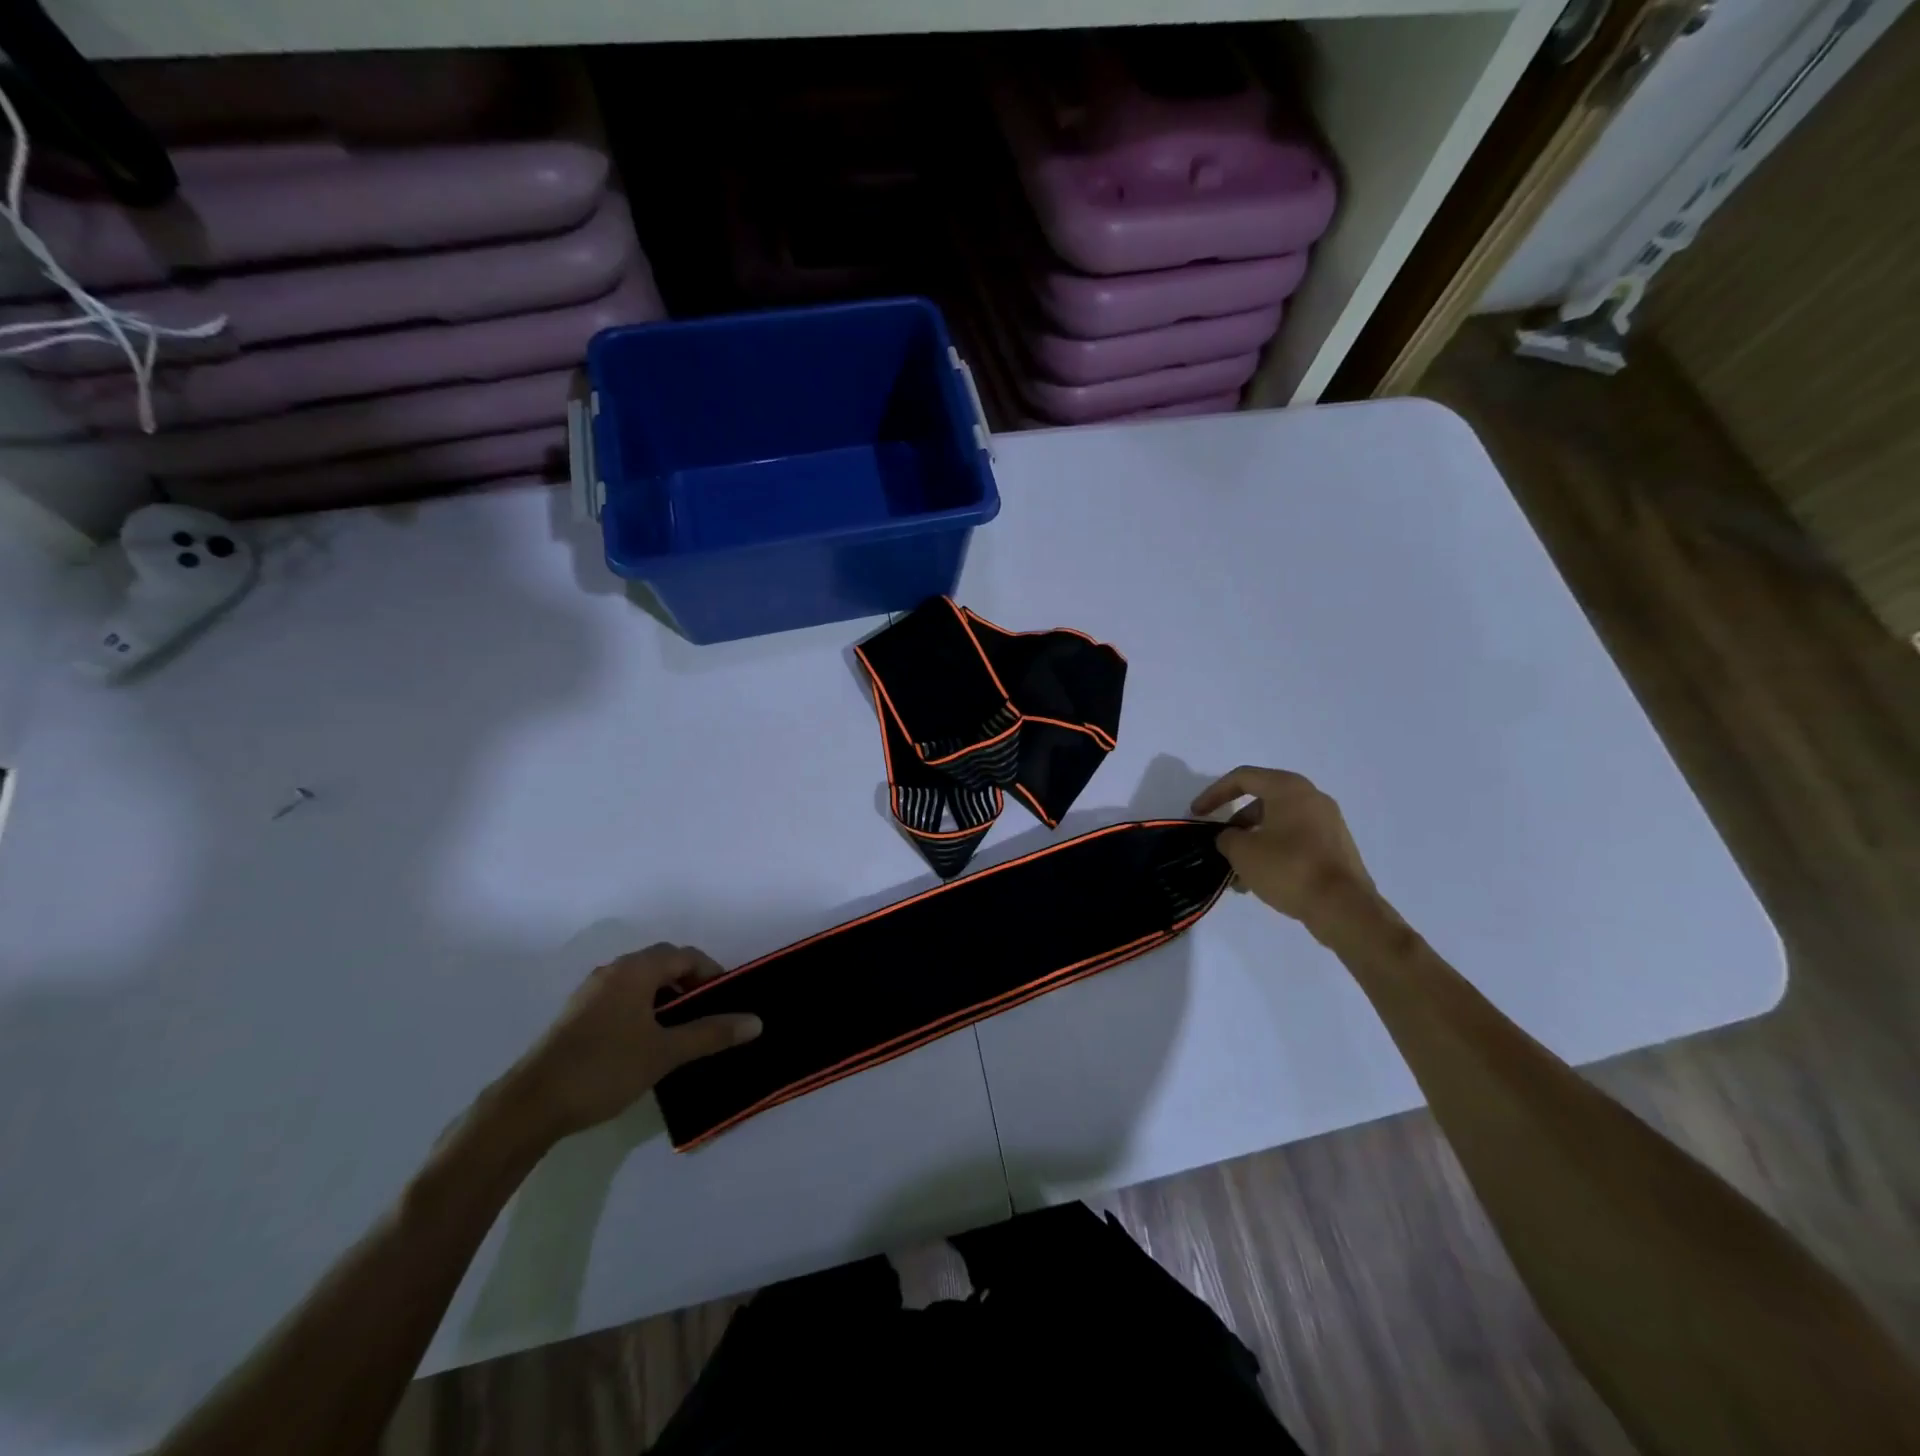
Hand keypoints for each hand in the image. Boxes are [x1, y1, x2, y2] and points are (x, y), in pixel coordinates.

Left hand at [510, 944, 761, 1140]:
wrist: (529, 1106)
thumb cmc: (604, 1068)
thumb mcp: (665, 1053)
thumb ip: (711, 1034)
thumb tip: (756, 1022)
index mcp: (635, 970)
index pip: (685, 955)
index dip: (711, 974)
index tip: (726, 1002)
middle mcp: (612, 971)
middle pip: (662, 963)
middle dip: (690, 983)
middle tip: (707, 1015)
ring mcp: (590, 993)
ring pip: (640, 982)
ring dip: (666, 997)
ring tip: (680, 1031)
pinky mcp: (576, 1016)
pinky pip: (622, 998)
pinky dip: (644, 1009)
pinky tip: (646, 1042)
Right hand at [1191, 767, 1376, 929]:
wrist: (1344, 907)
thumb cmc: (1288, 868)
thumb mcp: (1242, 852)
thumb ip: (1227, 838)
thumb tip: (1231, 838)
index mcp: (1289, 788)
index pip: (1242, 778)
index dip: (1214, 793)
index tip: (1197, 814)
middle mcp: (1311, 798)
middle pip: (1262, 801)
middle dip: (1235, 824)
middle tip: (1220, 845)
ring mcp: (1328, 823)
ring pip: (1278, 825)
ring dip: (1253, 843)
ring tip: (1237, 875)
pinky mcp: (1335, 847)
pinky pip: (1295, 841)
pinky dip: (1273, 853)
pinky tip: (1260, 882)